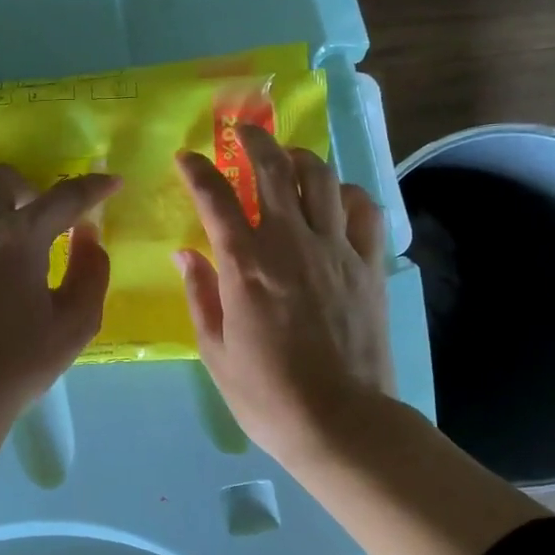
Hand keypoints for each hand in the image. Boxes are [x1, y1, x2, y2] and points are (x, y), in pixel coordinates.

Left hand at [0, 164, 122, 428]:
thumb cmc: (17, 364)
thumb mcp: (74, 324)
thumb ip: (91, 271)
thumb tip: (88, 236)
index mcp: (17, 237)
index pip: (63, 197)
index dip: (94, 187)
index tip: (112, 182)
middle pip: (5, 176)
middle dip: (35, 189)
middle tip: (50, 222)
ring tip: (14, 225)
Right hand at [175, 128, 394, 460]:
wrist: (341, 423)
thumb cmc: (266, 393)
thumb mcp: (215, 350)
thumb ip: (199, 294)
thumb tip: (186, 253)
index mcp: (245, 265)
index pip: (216, 198)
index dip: (197, 171)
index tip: (187, 157)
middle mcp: (290, 243)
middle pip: (274, 170)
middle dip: (254, 141)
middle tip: (243, 132)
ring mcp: (335, 250)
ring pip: (321, 178)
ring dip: (300, 157)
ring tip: (288, 158)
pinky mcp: (369, 265)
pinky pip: (364, 210)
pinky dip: (348, 193)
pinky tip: (336, 198)